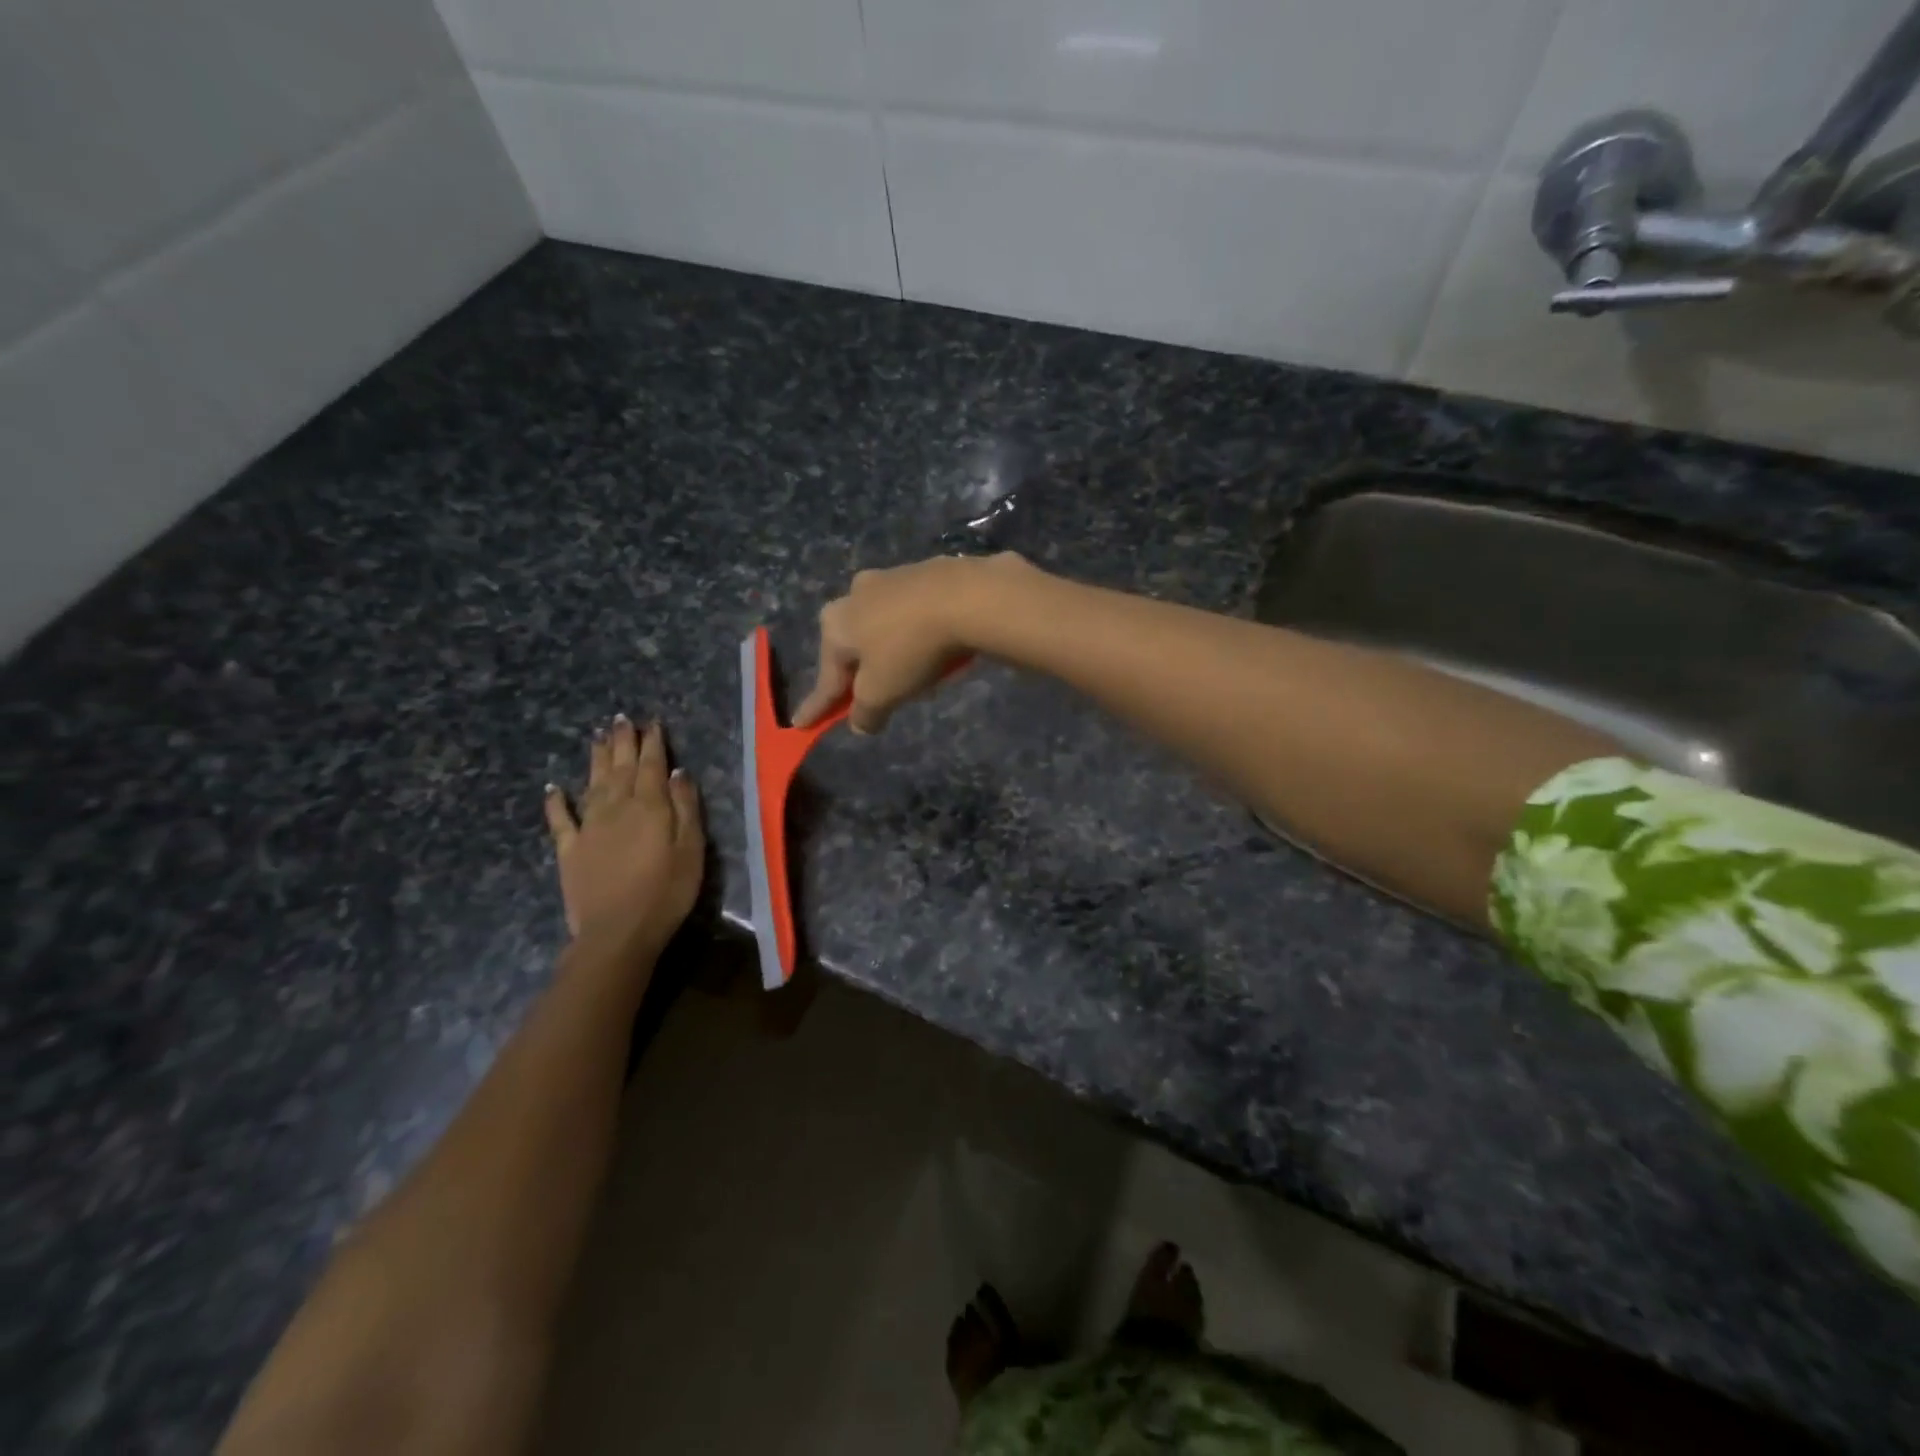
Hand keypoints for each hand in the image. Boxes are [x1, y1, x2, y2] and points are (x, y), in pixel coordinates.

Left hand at [544, 716, 703, 955]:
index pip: (652, 765)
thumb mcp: (691, 849)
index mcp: (649, 806)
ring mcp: (589, 827)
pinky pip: (560, 820)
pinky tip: (552, 788)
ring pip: (592, 783)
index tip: (652, 722)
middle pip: (620, 767)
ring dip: (595, 759)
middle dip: (622, 741)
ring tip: (597, 736)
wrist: (617, 933)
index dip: (652, 742)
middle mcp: (616, 807)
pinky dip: (555, 802)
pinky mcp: (569, 850)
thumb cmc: (666, 892)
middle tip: (621, 719)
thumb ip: (685, 808)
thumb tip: (678, 772)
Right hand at [794, 555, 1021, 732]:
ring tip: (917, 675)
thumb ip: (866, 712)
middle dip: (862, 673)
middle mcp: (855, 594)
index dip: (817, 706)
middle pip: (855, 647)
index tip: (801, 724)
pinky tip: (938, 648)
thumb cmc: (910, 648)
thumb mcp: (882, 693)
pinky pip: (915, 615)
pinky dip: (920, 634)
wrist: (968, 596)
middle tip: (874, 698)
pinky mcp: (926, 572)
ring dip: (894, 652)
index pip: (826, 679)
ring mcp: (891, 578)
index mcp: (835, 624)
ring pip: (885, 627)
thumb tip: (860, 723)